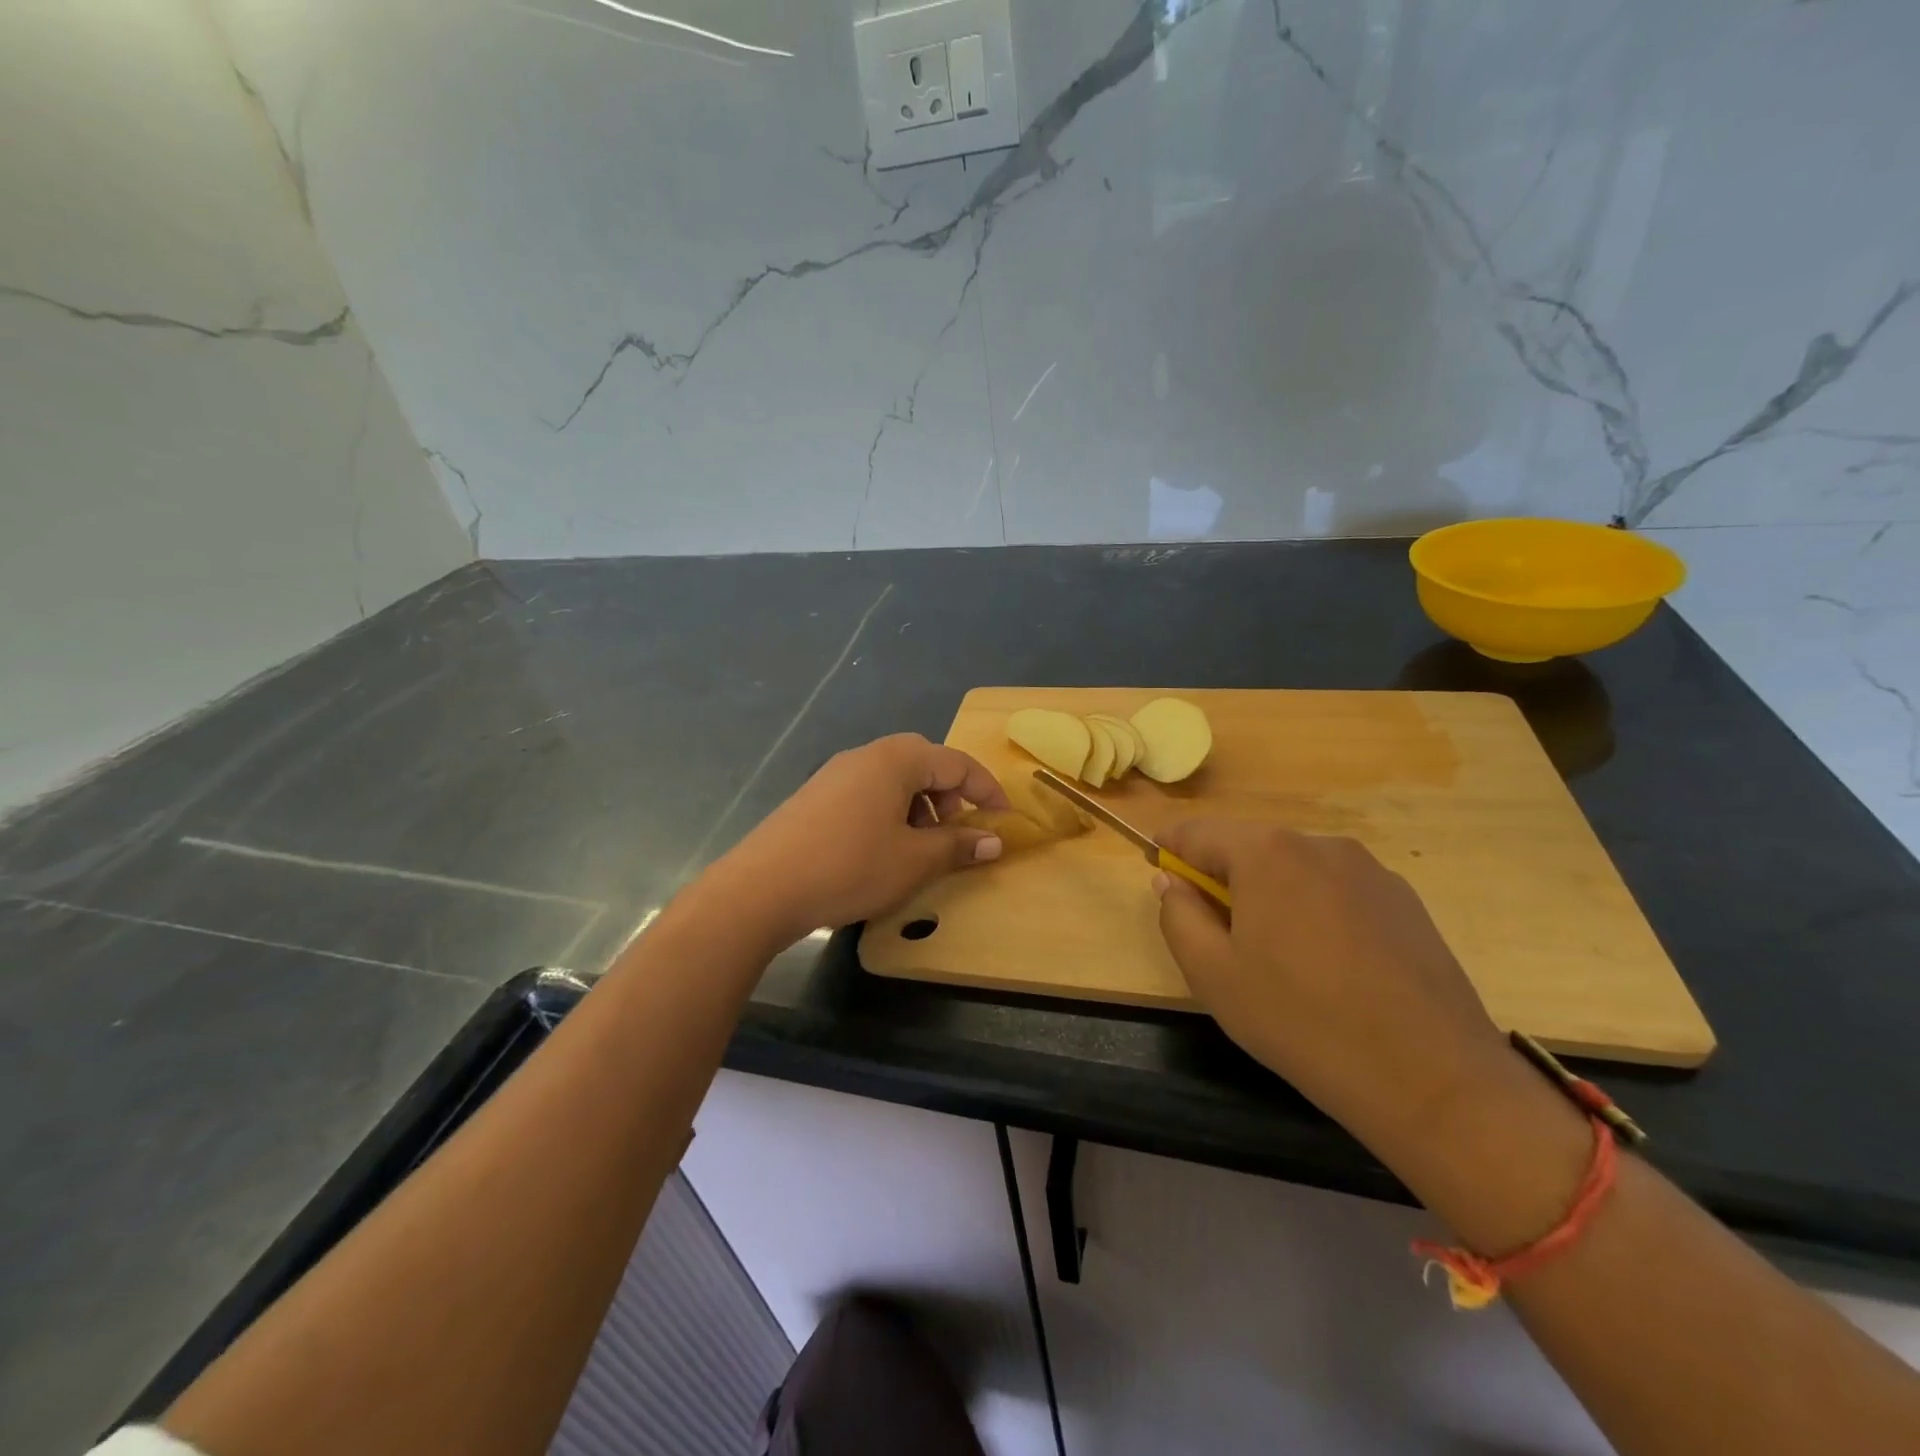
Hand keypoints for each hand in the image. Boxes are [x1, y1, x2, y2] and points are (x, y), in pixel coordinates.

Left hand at [712, 734, 1009, 943]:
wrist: (761, 888)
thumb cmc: (849, 867)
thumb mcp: (913, 861)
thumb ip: (957, 845)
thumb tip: (994, 841)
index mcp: (895, 760)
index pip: (955, 762)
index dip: (986, 789)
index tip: (1005, 818)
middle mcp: (865, 755)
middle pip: (923, 762)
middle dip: (951, 793)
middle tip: (961, 828)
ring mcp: (835, 774)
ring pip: (893, 778)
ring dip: (920, 803)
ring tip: (923, 843)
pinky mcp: (815, 796)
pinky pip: (867, 792)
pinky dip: (890, 811)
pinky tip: (883, 847)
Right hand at [1154, 820, 1517, 1158]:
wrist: (1431, 1077)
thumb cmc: (1300, 1020)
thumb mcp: (1212, 974)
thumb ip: (1178, 915)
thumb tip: (1172, 881)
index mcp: (1267, 853)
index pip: (1198, 832)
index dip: (1169, 848)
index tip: (1156, 869)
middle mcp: (1319, 844)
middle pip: (1250, 847)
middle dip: (1222, 877)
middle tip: (1215, 931)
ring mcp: (1370, 871)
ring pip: (1295, 869)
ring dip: (1270, 895)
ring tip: (1277, 957)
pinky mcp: (1404, 901)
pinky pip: (1336, 891)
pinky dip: (1315, 911)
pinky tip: (1328, 966)